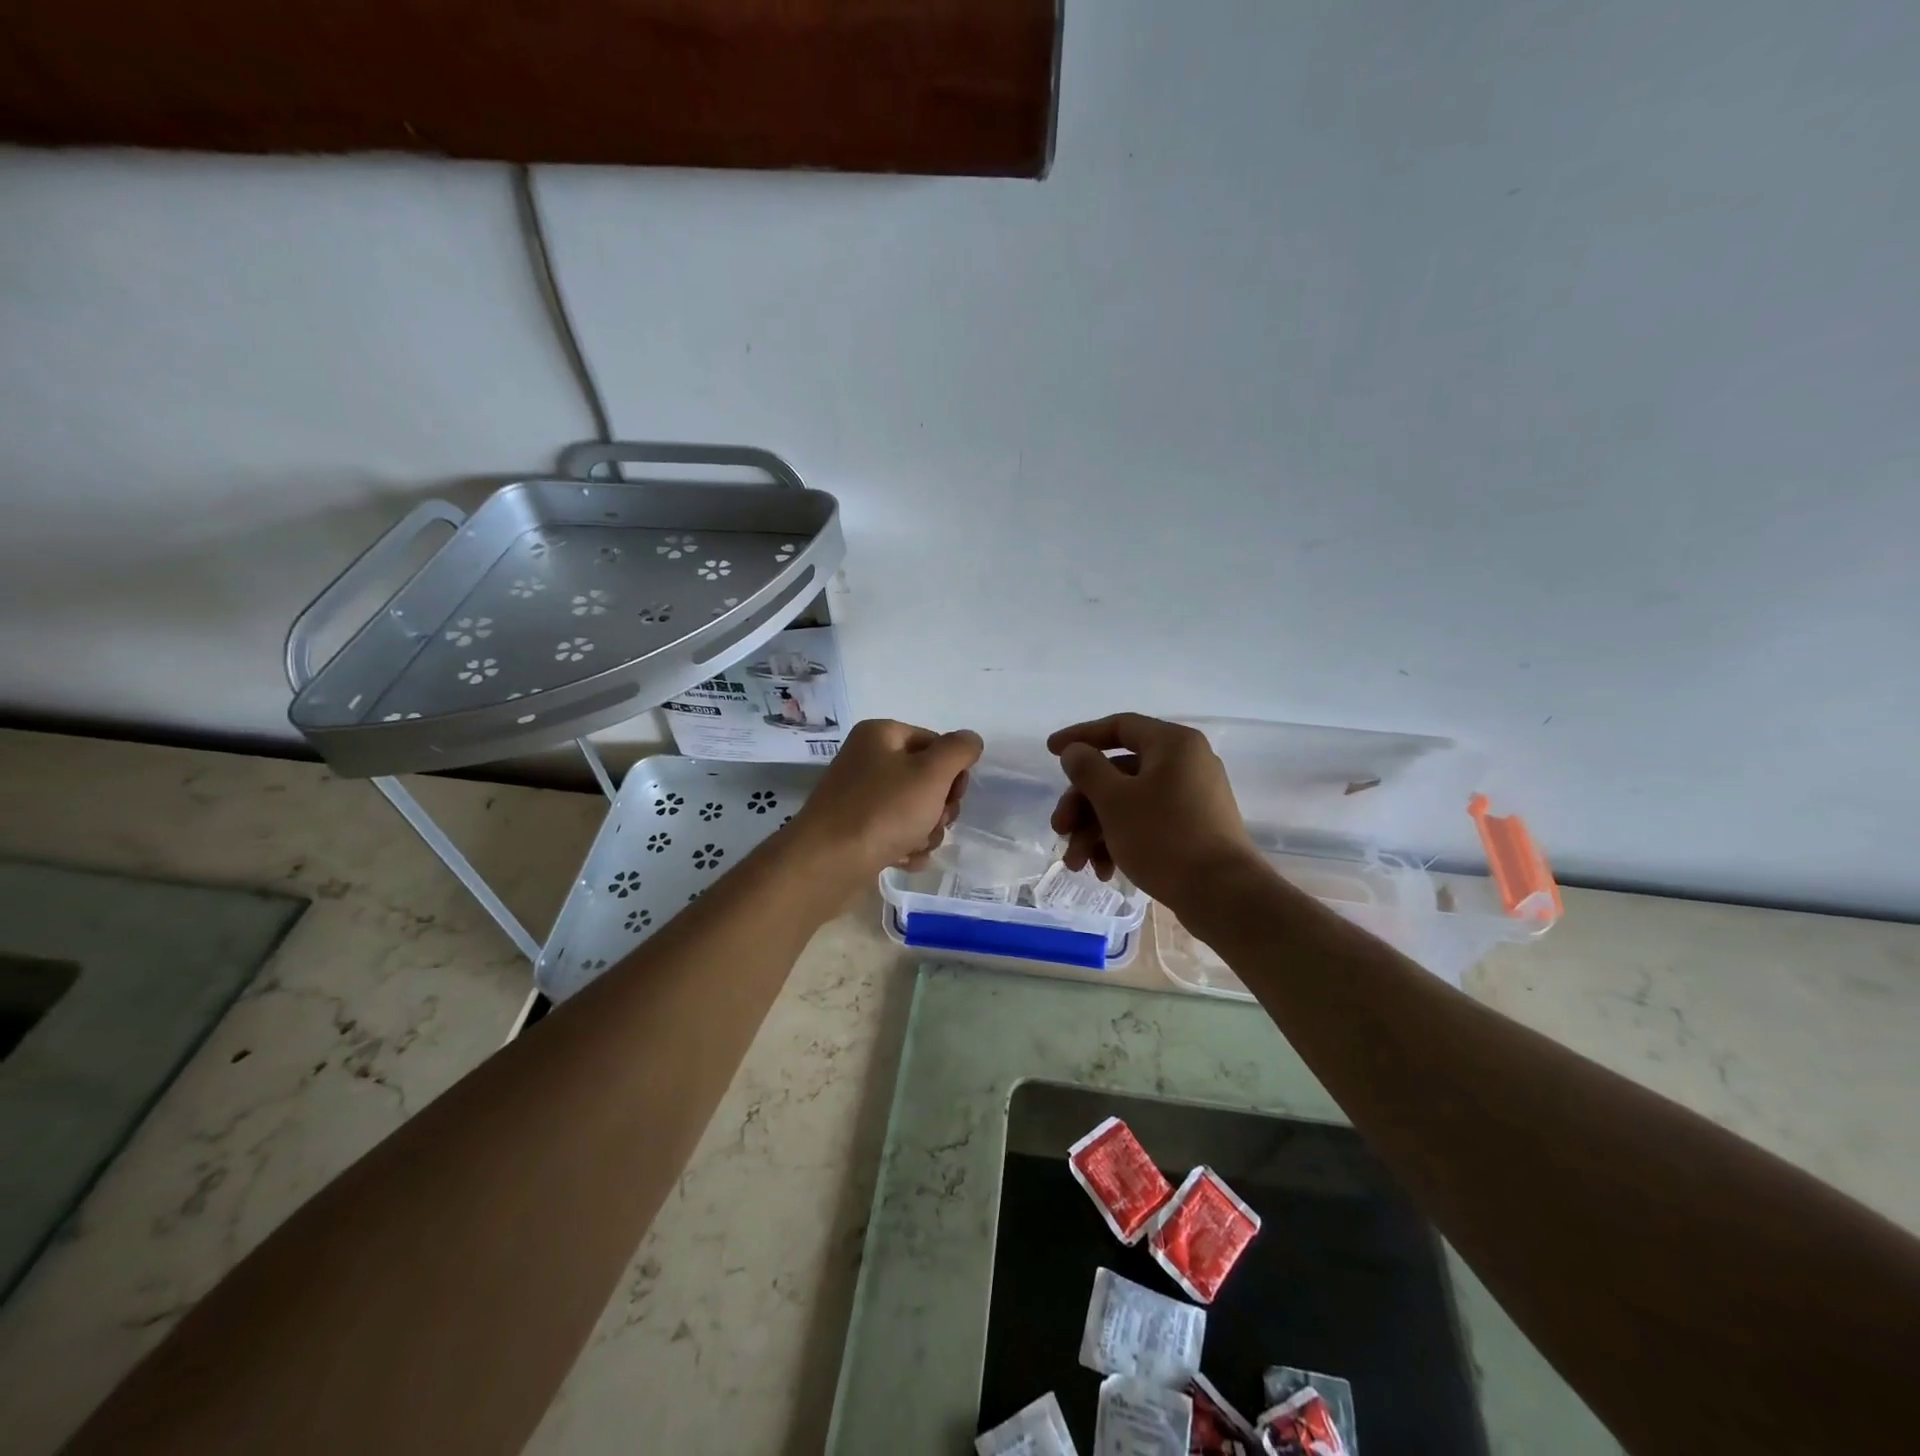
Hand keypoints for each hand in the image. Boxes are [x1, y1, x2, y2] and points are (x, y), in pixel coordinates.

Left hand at [789, 719, 983, 877]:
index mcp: (881, 735)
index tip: (954, 796)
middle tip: (933, 822)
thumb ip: (958, 750)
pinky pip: (895, 832)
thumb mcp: (931, 773)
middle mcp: (868, 760)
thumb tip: (970, 740)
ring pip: (915, 810)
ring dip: (926, 831)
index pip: (936, 743)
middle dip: (939, 806)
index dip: (953, 771)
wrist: (826, 865)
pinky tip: (902, 859)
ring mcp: (860, 796)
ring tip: (914, 845)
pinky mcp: (856, 829)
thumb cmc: (882, 811)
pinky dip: (905, 846)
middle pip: (927, 778)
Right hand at [1048, 713, 1259, 908]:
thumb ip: (1087, 769)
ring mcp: (1192, 798)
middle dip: (1082, 804)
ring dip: (1095, 831)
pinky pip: (1147, 823)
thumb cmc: (1164, 837)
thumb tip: (1075, 751)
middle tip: (1059, 830)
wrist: (1223, 895)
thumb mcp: (1114, 800)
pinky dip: (1121, 842)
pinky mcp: (1193, 829)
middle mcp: (1186, 764)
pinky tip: (1104, 872)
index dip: (1081, 736)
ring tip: (1077, 864)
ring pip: (1129, 803)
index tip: (1050, 751)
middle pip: (1118, 772)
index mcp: (1173, 744)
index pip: (1119, 727)